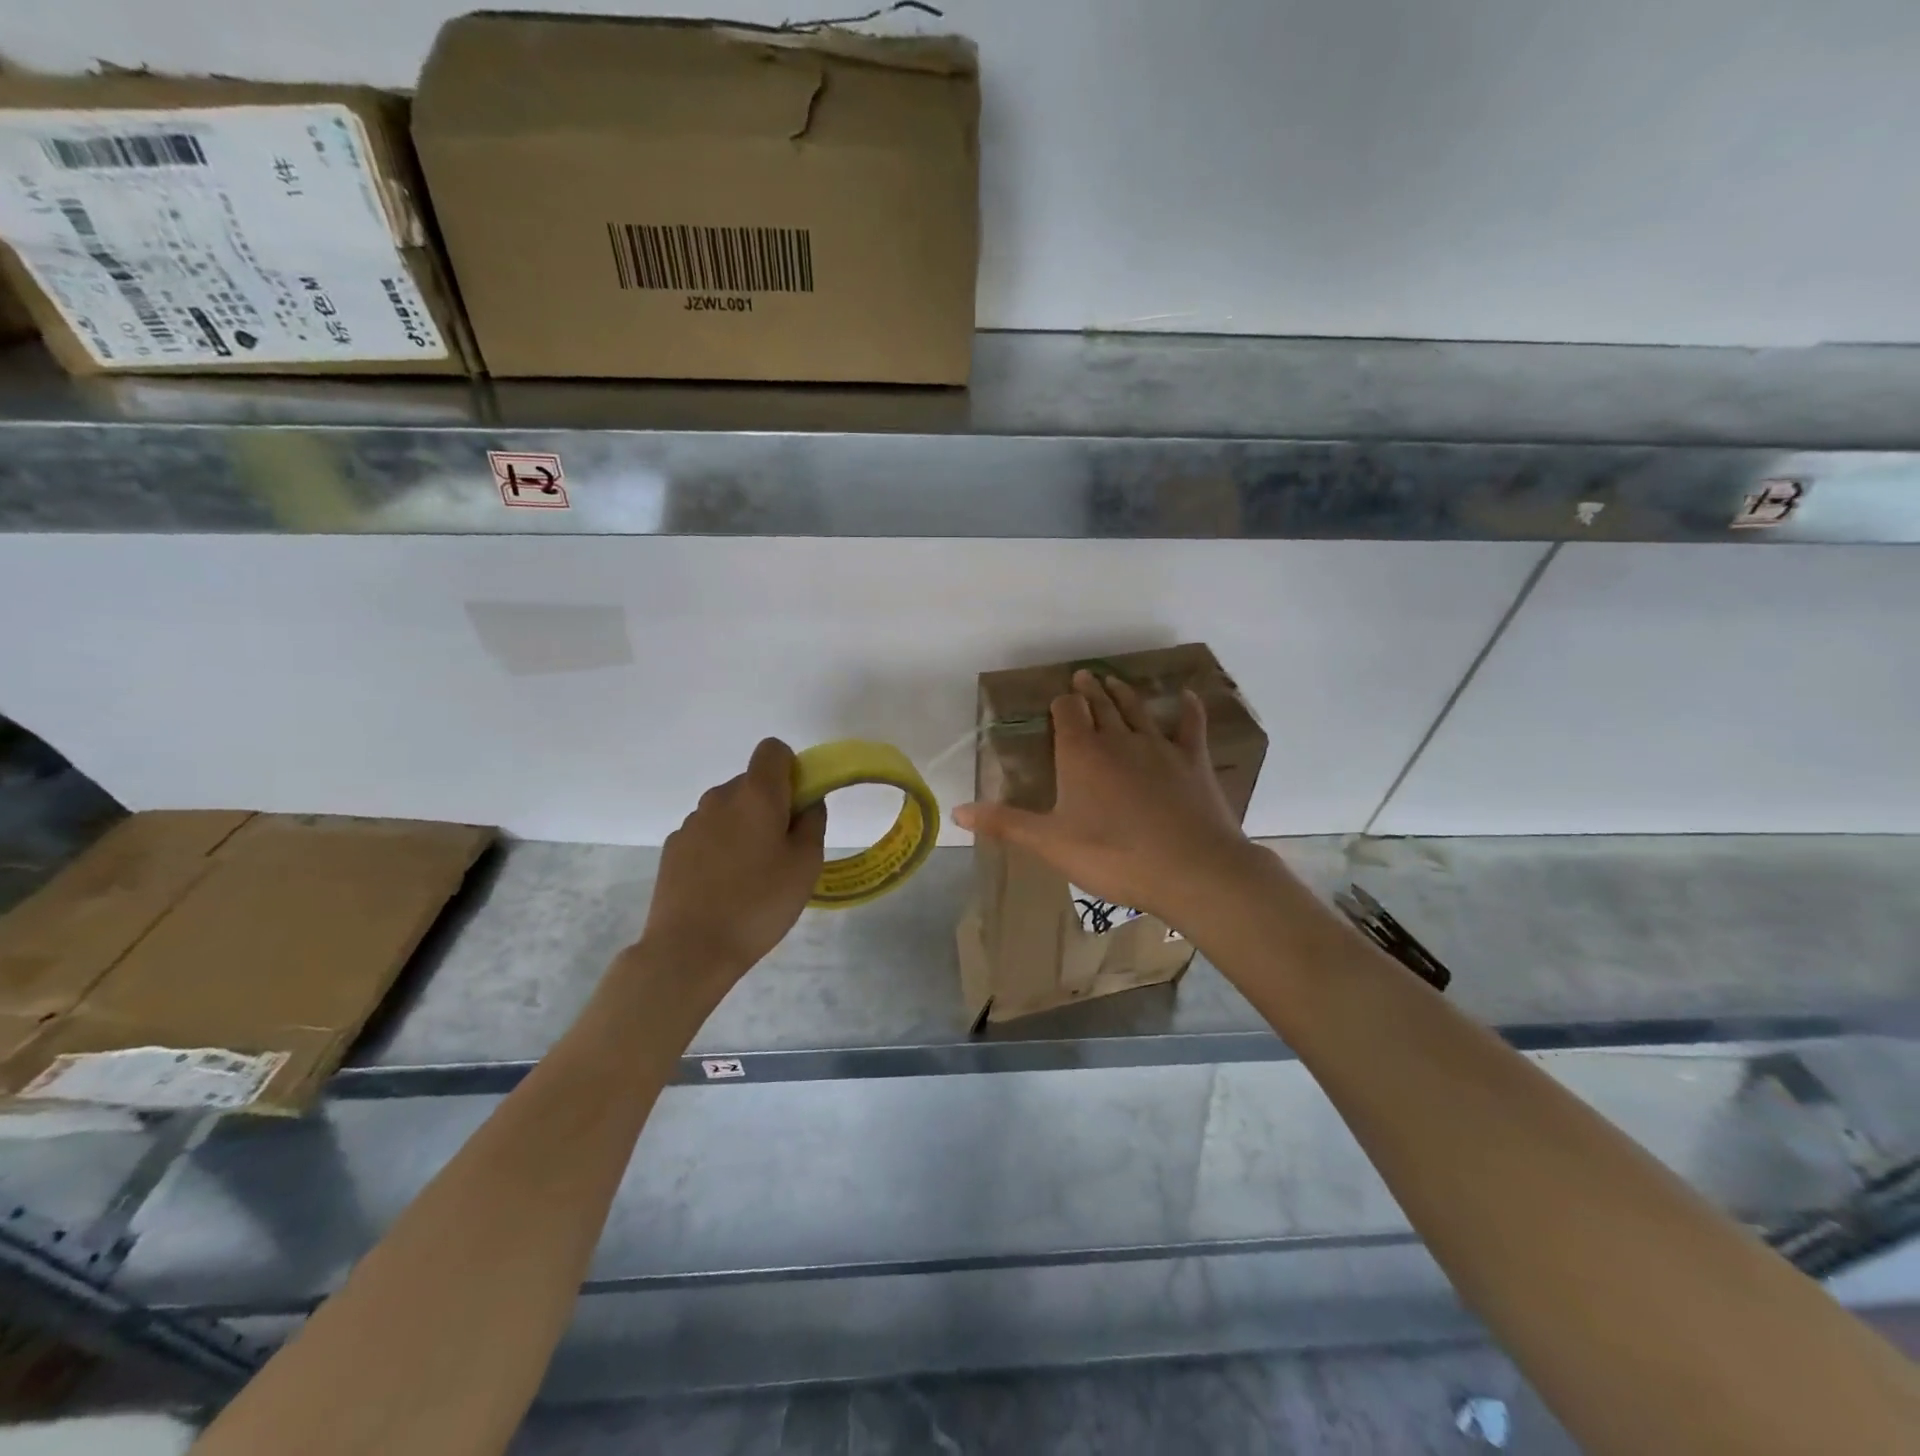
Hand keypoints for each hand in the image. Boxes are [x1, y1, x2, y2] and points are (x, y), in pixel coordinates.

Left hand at [641, 738, 825, 981]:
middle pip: (751, 782)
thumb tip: (808, 802)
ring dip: (744, 827)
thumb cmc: (759, 903)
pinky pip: (707, 833)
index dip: (791, 770)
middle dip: (770, 805)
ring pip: (728, 809)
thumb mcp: (805, 865)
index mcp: (756, 794)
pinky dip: (720, 847)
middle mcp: (719, 797)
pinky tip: (723, 886)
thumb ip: (813, 823)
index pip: (772, 750)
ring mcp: (691, 822)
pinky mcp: (673, 848)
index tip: (798, 807)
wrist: (690, 949)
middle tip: (782, 851)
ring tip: (751, 875)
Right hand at [953, 670, 1262, 924]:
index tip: (1058, 699)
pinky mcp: (1193, 761)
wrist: (1190, 868)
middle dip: (1090, 690)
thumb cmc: (1113, 856)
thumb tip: (957, 812)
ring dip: (1124, 693)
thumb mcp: (1050, 843)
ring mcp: (1159, 747)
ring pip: (1137, 710)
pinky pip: (1190, 726)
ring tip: (1114, 680)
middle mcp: (1118, 739)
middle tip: (1085, 676)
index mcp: (1081, 753)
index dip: (1061, 704)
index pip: (1067, 713)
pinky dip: (1188, 709)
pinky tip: (1187, 695)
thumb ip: (1005, 823)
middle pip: (1101, 705)